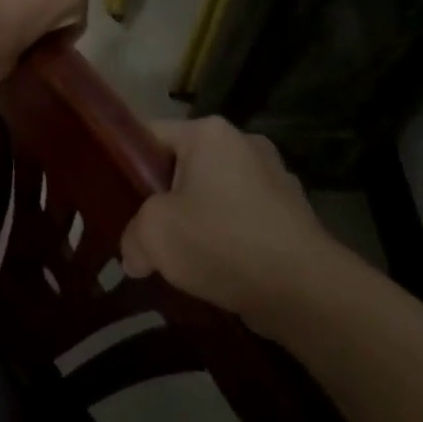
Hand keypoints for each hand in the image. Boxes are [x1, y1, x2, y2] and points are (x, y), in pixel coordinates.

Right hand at [120, 117, 344, 333]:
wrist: (304, 288)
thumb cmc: (222, 242)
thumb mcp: (155, 235)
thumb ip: (133, 236)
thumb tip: (136, 255)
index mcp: (210, 132)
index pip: (152, 135)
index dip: (128, 165)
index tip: (118, 200)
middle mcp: (244, 142)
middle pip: (185, 166)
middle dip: (165, 200)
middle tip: (148, 235)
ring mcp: (274, 175)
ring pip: (215, 194)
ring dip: (198, 220)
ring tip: (184, 259)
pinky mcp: (292, 211)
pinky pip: (244, 217)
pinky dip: (229, 237)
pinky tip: (221, 271)